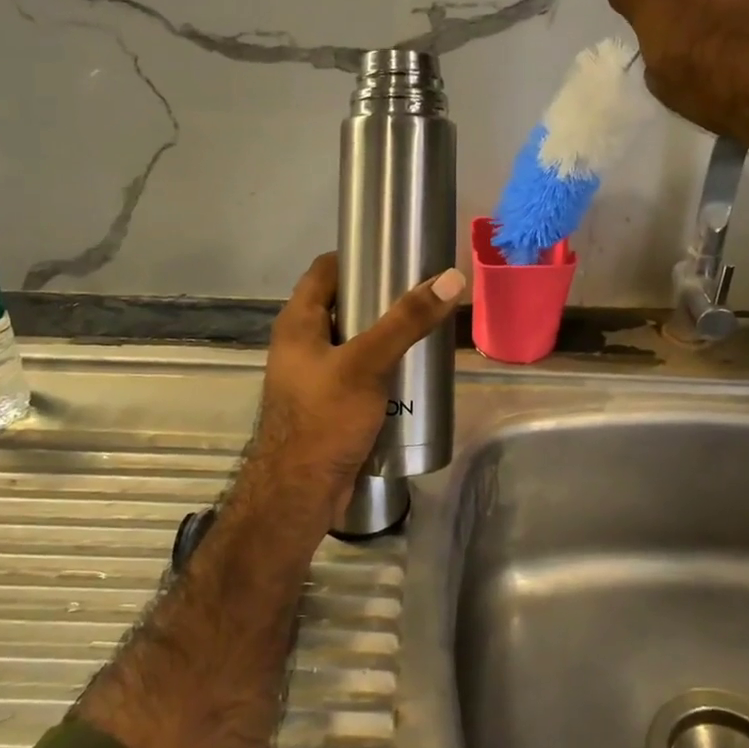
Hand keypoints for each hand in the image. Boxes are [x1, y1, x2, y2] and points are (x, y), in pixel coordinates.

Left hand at [242, 252, 465, 530]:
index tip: (397, 254)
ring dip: (385, 336)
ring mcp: (314, 376)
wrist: (300, 493)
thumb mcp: (368, 363)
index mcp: (298, 322)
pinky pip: (358, 373)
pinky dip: (382, 367)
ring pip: (354, 342)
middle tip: (423, 294)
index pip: (326, 270)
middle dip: (381, 299)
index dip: (358, 256)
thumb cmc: (324, 419)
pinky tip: (411, 372)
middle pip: (343, 305)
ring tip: (425, 330)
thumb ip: (407, 321)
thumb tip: (450, 278)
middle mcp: (302, 343)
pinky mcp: (329, 404)